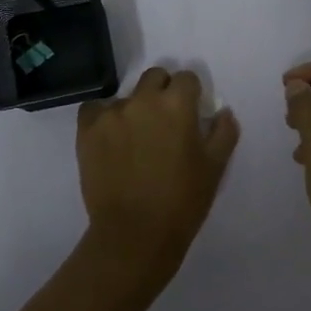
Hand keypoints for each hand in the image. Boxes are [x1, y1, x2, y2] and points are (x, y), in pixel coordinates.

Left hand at [77, 67, 239, 274]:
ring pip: (126, 96)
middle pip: (154, 77)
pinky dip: (104, 118)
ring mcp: (111, 114)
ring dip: (135, 109)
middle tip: (165, 123)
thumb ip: (223, 132)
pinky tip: (112, 140)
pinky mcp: (87, 131)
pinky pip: (95, 110)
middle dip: (163, 92)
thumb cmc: (183, 201)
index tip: (191, 114)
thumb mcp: (215, 167)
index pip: (187, 78)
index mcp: (177, 104)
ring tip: (136, 140)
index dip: (191, 94)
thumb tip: (222, 112)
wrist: (135, 233)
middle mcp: (143, 100)